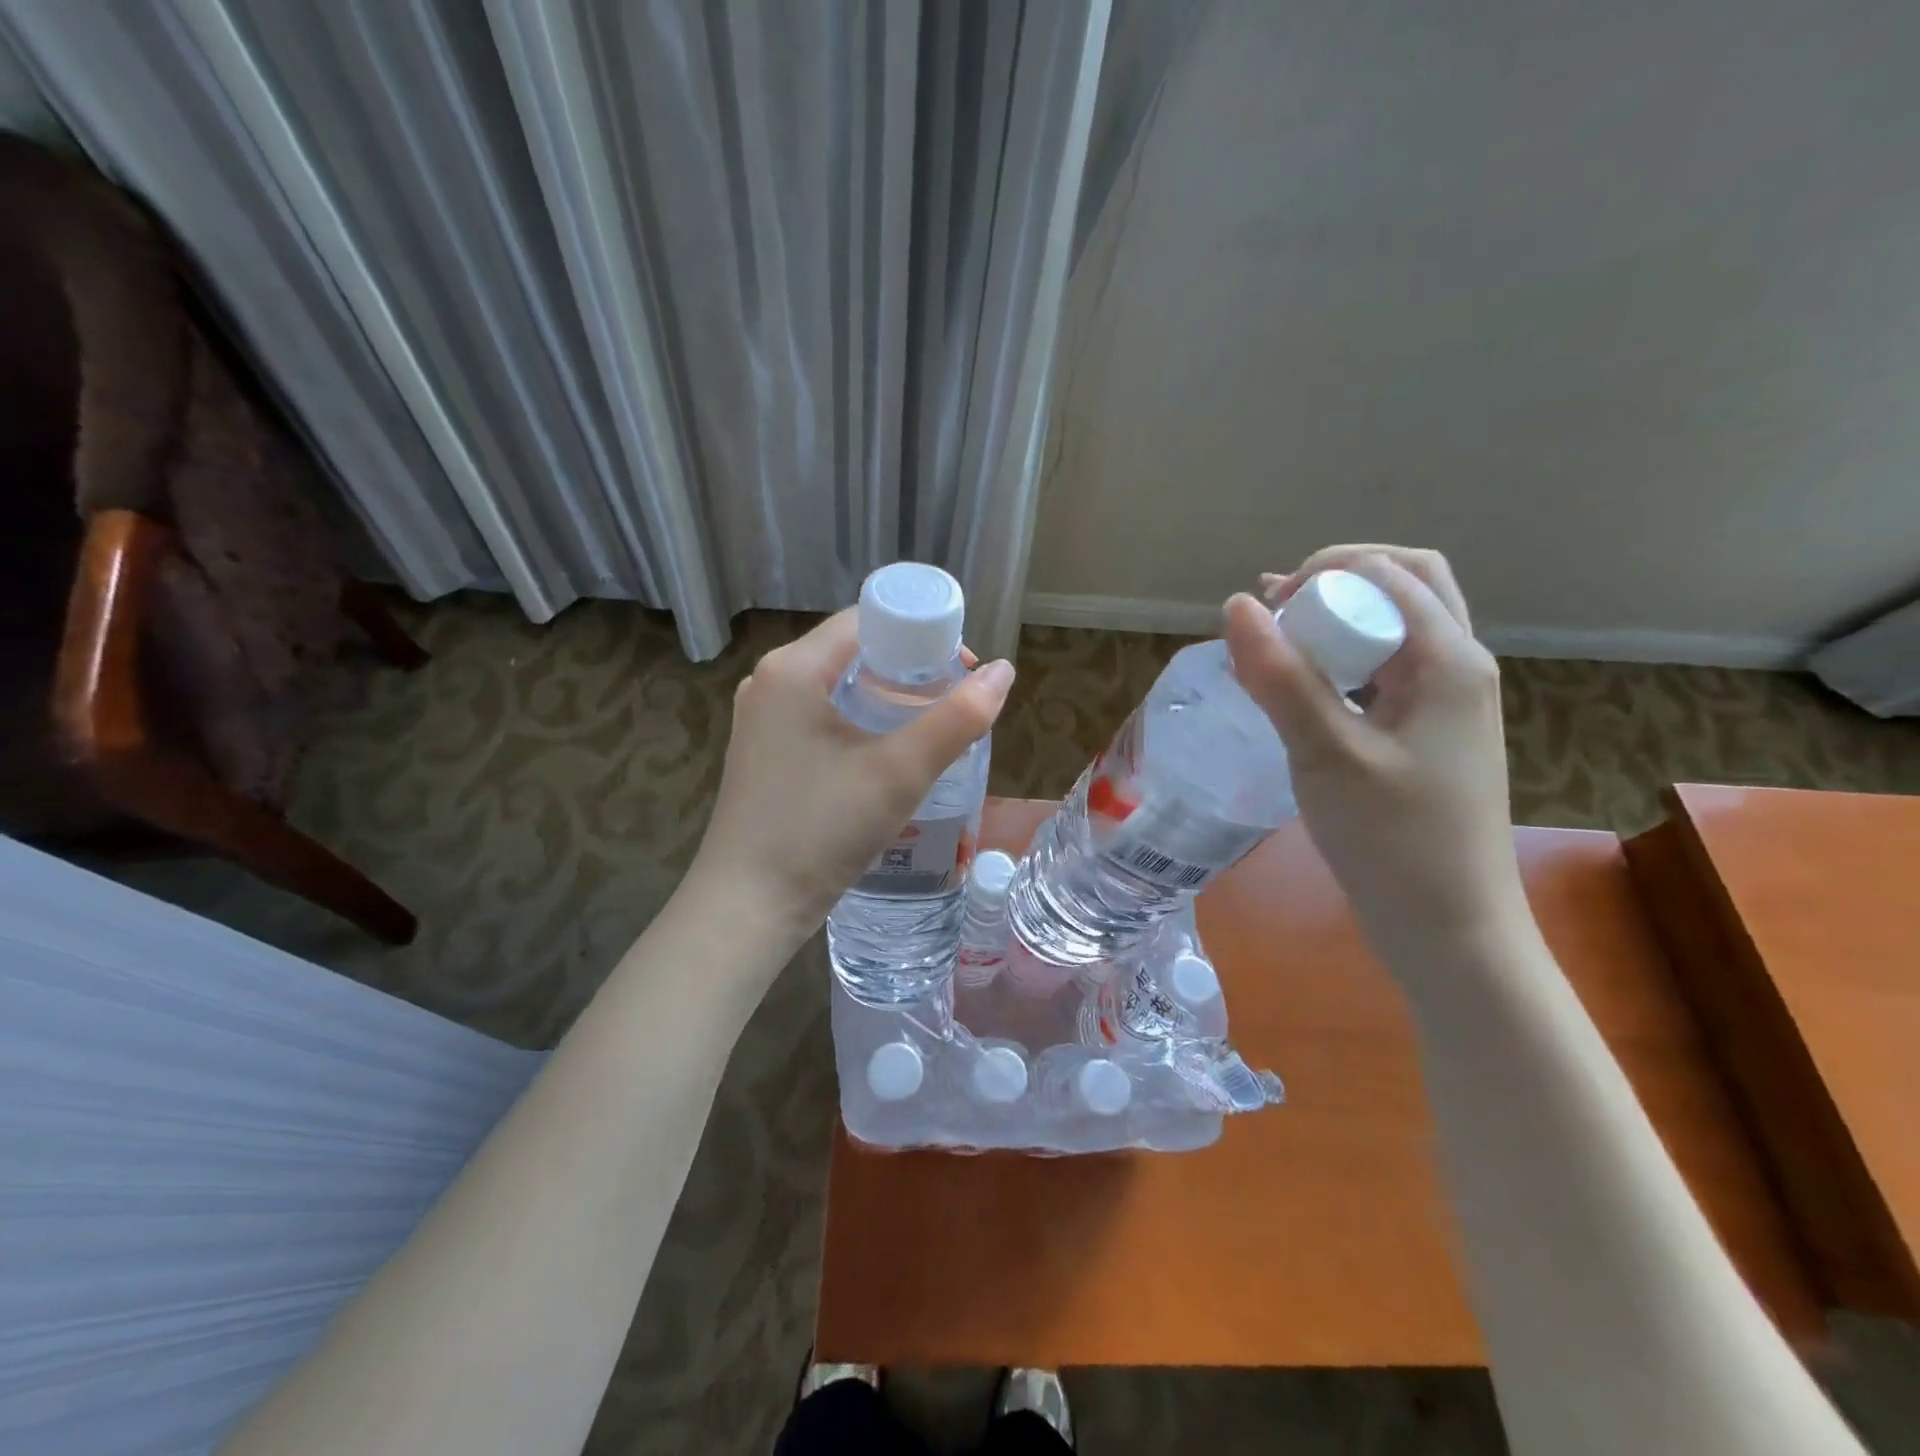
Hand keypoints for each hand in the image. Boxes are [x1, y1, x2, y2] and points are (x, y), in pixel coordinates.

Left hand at [687, 609, 1014, 944]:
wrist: (748, 907)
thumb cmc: (820, 831)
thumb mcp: (898, 774)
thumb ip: (957, 720)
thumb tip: (1003, 673)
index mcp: (793, 668)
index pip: (867, 620)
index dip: (920, 633)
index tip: (960, 668)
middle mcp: (770, 681)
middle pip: (853, 651)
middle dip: (908, 669)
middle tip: (953, 700)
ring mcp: (763, 719)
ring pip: (838, 685)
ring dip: (886, 697)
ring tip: (930, 726)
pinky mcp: (765, 751)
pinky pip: (821, 715)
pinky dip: (860, 721)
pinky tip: (887, 753)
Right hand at [1222, 546, 1528, 979]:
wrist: (1449, 928)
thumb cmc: (1392, 840)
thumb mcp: (1327, 754)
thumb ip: (1282, 677)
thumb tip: (1237, 606)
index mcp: (1449, 660)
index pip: (1389, 573)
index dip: (1323, 573)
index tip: (1267, 608)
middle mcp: (1459, 666)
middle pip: (1407, 584)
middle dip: (1339, 582)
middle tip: (1281, 608)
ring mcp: (1448, 701)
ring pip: (1399, 626)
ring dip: (1342, 617)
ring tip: (1280, 635)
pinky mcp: (1429, 732)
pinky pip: (1389, 669)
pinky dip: (1346, 658)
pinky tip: (1304, 683)